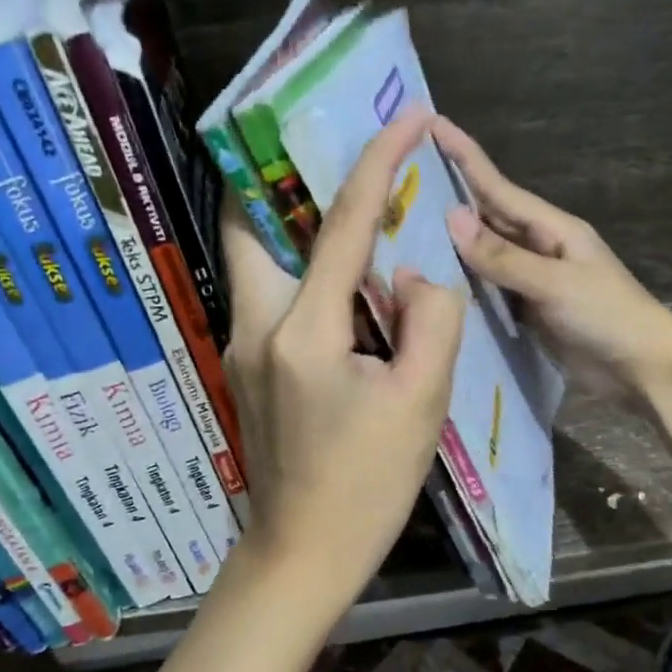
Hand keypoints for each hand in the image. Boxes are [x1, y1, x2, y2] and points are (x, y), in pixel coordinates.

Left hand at [221, 108, 466, 606]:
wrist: (303, 554)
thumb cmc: (368, 486)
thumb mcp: (423, 402)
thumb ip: (430, 319)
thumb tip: (411, 272)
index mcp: (304, 331)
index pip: (343, 224)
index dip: (379, 162)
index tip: (406, 117)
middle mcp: (256, 326)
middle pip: (252, 224)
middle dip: (287, 176)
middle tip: (333, 154)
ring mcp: (241, 348)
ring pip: (254, 258)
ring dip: (290, 222)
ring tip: (344, 208)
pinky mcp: (245, 368)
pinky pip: (267, 294)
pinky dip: (297, 268)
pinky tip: (338, 280)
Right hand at [432, 115, 671, 501]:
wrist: (642, 369)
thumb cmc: (607, 316)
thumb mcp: (555, 283)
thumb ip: (503, 256)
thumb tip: (452, 218)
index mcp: (552, 228)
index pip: (498, 187)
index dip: (465, 157)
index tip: (432, 125)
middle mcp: (539, 247)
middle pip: (488, 215)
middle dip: (451, 195)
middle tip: (405, 178)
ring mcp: (533, 280)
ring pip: (485, 253)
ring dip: (452, 241)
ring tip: (406, 227)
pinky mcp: (528, 310)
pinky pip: (489, 288)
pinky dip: (464, 281)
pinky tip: (435, 280)